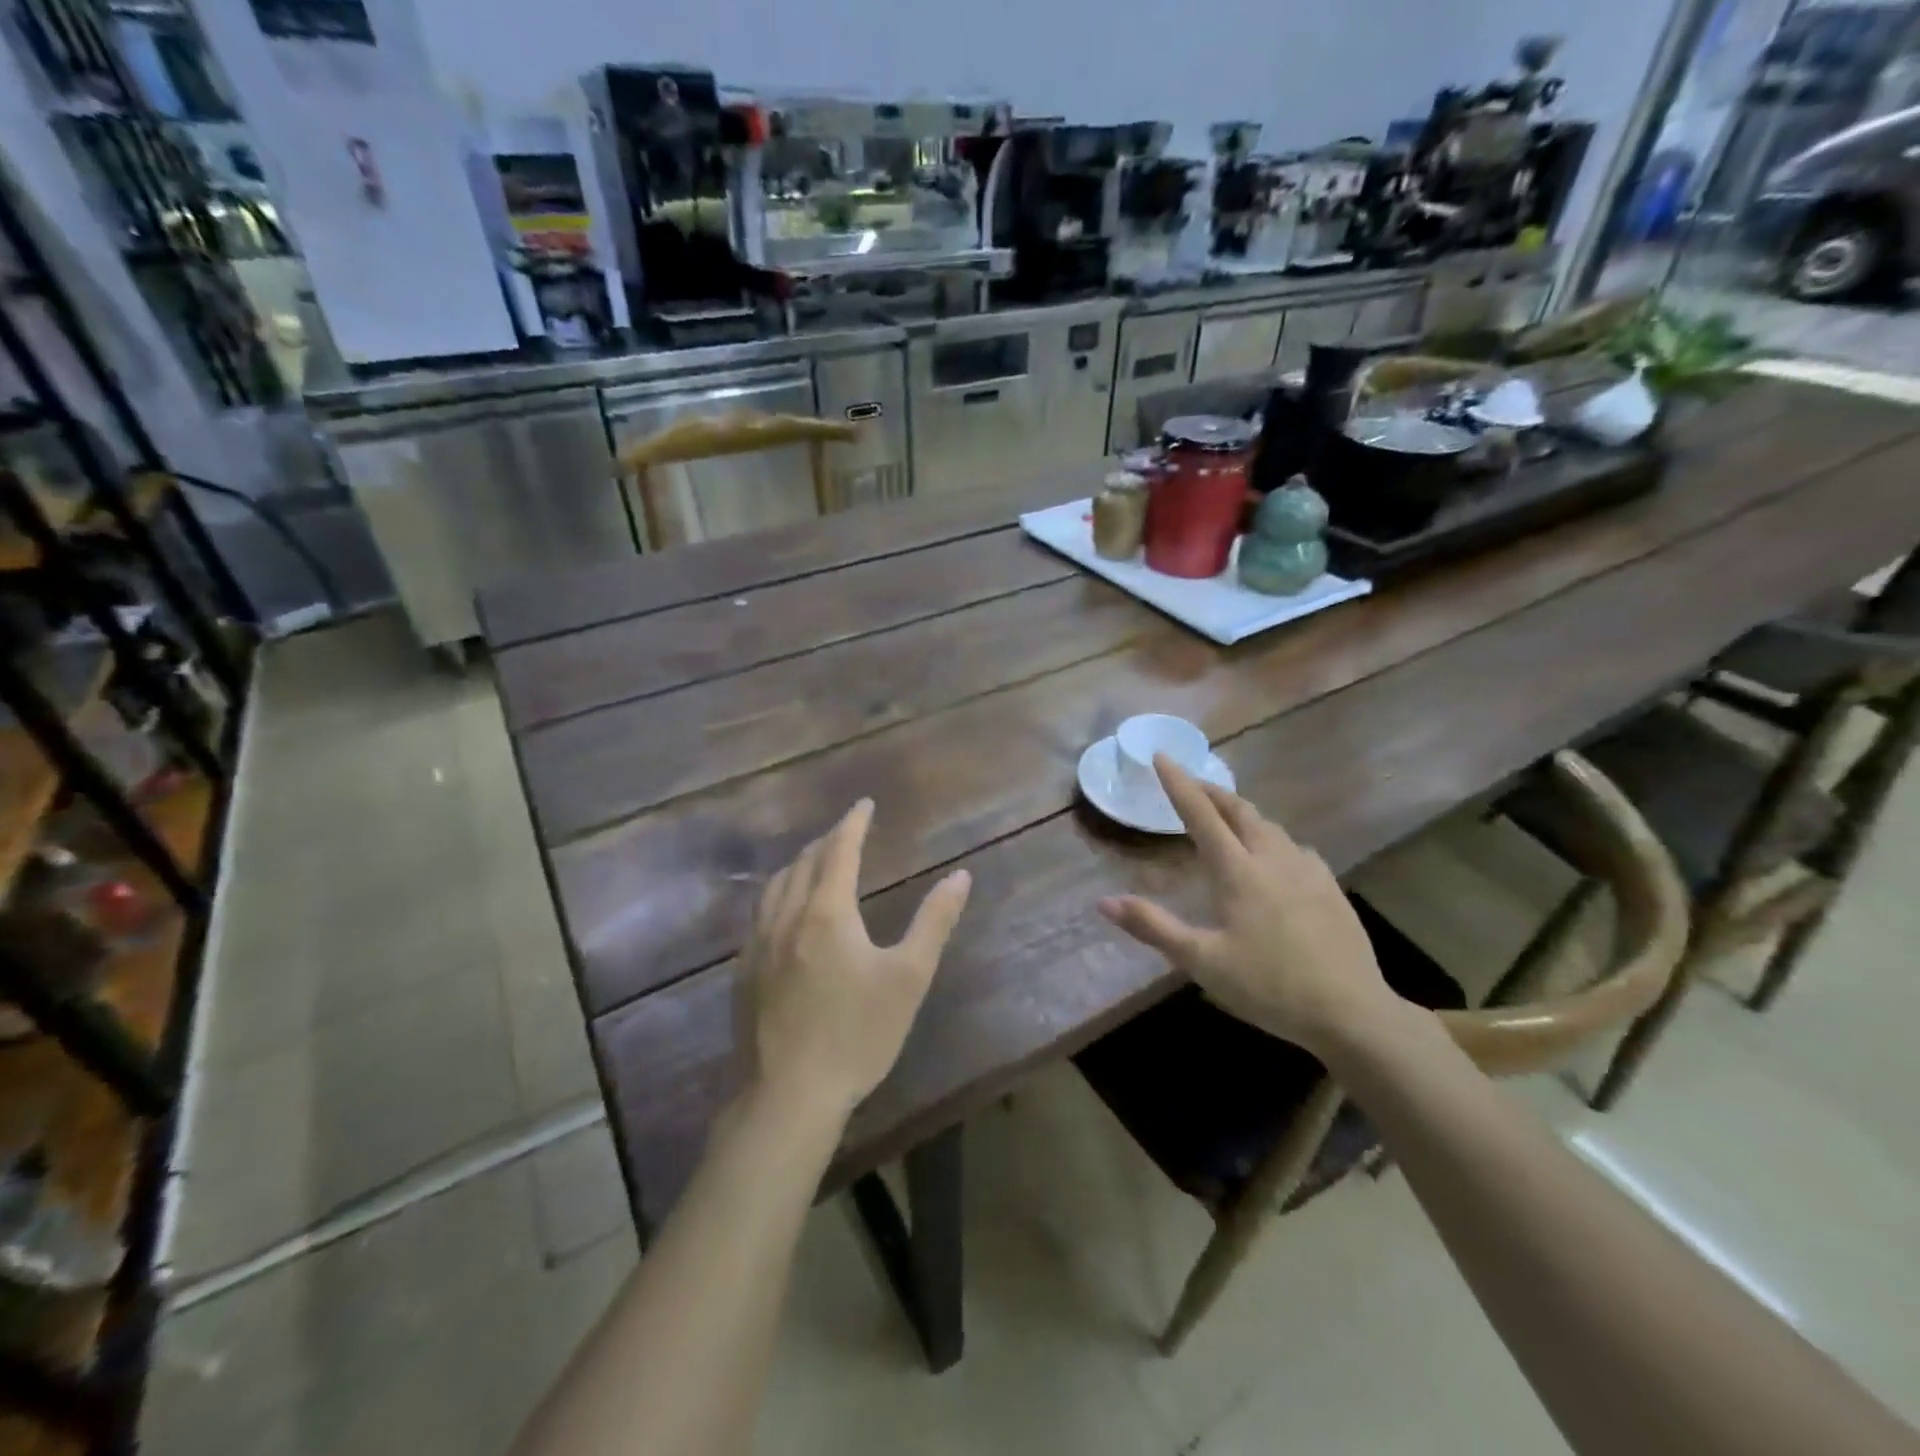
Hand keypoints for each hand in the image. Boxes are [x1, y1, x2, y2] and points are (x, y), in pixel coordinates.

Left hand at [741, 799, 971, 1121]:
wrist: (788, 1096)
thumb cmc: (857, 1034)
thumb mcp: (908, 978)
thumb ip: (934, 922)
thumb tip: (960, 875)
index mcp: (827, 911)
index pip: (840, 849)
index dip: (853, 822)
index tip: (864, 803)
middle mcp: (787, 917)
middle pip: (804, 862)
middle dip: (826, 840)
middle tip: (846, 831)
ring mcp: (758, 945)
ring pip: (775, 886)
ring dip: (798, 864)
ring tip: (814, 861)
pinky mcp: (743, 972)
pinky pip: (760, 913)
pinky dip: (778, 894)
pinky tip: (784, 913)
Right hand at [1099, 757, 1399, 1051]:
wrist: (1352, 1012)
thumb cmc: (1269, 987)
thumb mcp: (1202, 962)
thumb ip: (1153, 927)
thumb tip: (1104, 902)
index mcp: (1238, 871)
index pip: (1200, 814)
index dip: (1178, 783)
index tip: (1162, 756)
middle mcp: (1273, 859)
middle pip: (1239, 810)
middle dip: (1211, 791)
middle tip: (1191, 783)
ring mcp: (1308, 871)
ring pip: (1269, 826)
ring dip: (1241, 812)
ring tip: (1226, 816)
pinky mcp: (1331, 888)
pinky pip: (1295, 847)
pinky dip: (1271, 838)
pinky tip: (1275, 855)